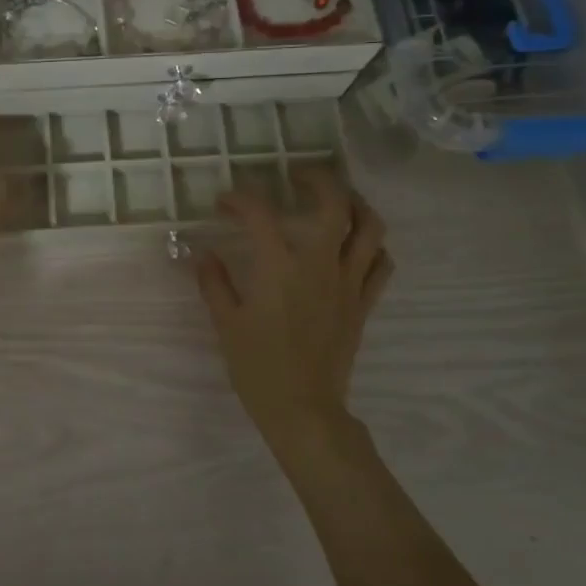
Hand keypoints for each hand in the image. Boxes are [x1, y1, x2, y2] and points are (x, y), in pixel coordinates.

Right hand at [195, 170, 392, 450]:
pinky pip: (381, 265)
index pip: (261, 214)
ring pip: (370, 229)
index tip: (225, 202)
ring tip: (337, 199)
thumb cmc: (258, 366)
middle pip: (335, 204)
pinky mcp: (363, 304)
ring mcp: (348, 283)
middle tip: (297, 175)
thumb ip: (214, 282)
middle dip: (318, 179)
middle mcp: (320, 265)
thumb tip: (204, 254)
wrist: (303, 409)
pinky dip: (374, 246)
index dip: (240, 199)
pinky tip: (357, 245)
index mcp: (280, 267)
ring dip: (356, 204)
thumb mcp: (225, 322)